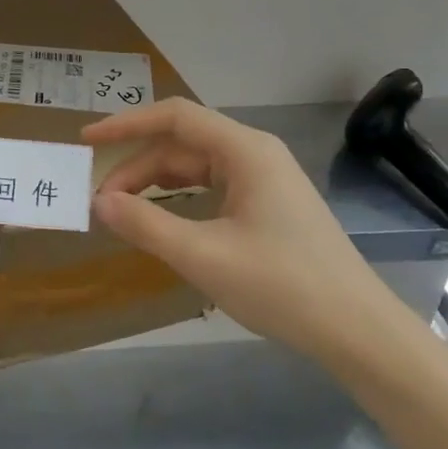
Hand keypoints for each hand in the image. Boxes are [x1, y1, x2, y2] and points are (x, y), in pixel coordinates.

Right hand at [83, 98, 404, 364]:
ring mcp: (265, 180)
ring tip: (122, 212)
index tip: (87, 139)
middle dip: (137, 168)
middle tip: (100, 202)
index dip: (126, 123)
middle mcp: (255, 154)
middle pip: (181, 145)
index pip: (174, 117)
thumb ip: (145, 224)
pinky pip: (212, 188)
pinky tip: (162, 222)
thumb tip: (98, 202)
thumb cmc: (283, 286)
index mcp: (245, 151)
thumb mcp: (203, 256)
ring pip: (195, 167)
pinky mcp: (269, 206)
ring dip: (155, 185)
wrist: (359, 331)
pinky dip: (179, 200)